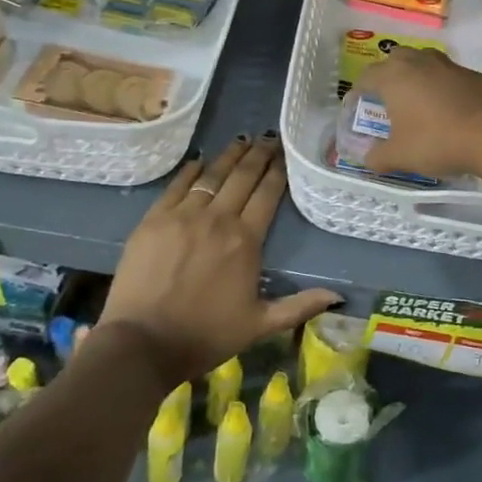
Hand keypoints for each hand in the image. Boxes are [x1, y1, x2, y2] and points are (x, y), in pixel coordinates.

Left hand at [99, 134, 338, 385]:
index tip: (285, 153)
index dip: (278, 171)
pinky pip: (177, 186)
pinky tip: (199, 160)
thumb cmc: (205, 336)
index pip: (267, 194)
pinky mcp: (154, 219)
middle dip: (258, 154)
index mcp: (246, 241)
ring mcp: (183, 216)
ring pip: (211, 175)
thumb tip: (338, 296)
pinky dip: (190, 170)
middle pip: (242, 177)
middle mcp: (218, 219)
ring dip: (229, 156)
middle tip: (268, 137)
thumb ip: (299, 306)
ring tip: (241, 141)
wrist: (142, 344)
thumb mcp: (259, 325)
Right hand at [355, 47, 481, 179]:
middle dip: (387, 75)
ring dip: (416, 76)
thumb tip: (367, 158)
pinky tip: (449, 109)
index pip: (366, 77)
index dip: (358, 92)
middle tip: (387, 99)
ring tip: (417, 101)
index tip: (357, 107)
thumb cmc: (438, 141)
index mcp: (394, 76)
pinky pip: (449, 75)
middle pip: (395, 59)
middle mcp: (419, 62)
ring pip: (424, 61)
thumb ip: (378, 156)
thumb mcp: (401, 156)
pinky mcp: (474, 74)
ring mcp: (449, 65)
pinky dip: (443, 86)